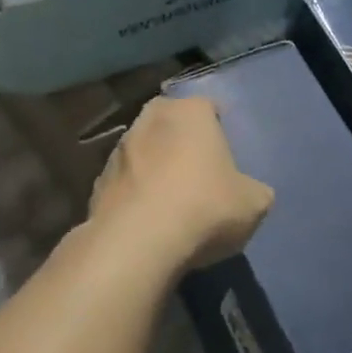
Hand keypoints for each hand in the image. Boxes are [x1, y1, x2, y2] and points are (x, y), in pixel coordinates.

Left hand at [90, 96, 272, 271]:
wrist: (136, 244)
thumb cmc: (203, 208)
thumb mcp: (253, 204)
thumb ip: (254, 191)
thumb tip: (250, 193)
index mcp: (191, 111)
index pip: (209, 108)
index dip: (219, 131)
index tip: (226, 158)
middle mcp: (152, 118)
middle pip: (172, 124)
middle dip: (182, 143)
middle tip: (198, 175)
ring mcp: (120, 148)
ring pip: (145, 151)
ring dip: (155, 168)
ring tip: (171, 204)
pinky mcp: (98, 181)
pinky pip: (126, 183)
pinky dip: (135, 195)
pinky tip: (147, 222)